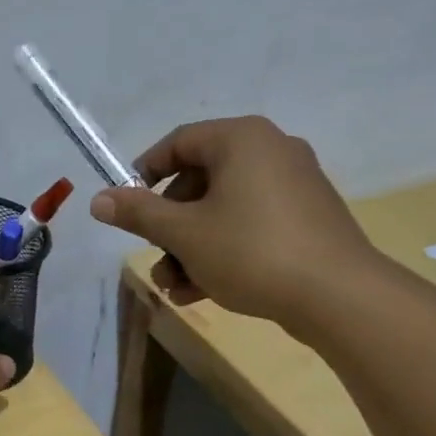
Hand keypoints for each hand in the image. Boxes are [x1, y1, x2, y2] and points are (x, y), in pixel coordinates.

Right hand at [87, 116, 383, 336]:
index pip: (179, 142)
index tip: (126, 207)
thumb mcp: (183, 233)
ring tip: (175, 287)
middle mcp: (271, 151)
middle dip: (169, 226)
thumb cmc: (250, 251)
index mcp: (241, 139)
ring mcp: (293, 185)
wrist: (337, 295)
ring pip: (223, 209)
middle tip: (155, 258)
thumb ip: (138, 213)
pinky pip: (250, 224)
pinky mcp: (307, 218)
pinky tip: (202, 291)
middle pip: (199, 181)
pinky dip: (222, 250)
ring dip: (190, 247)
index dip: (144, 174)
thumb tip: (98, 200)